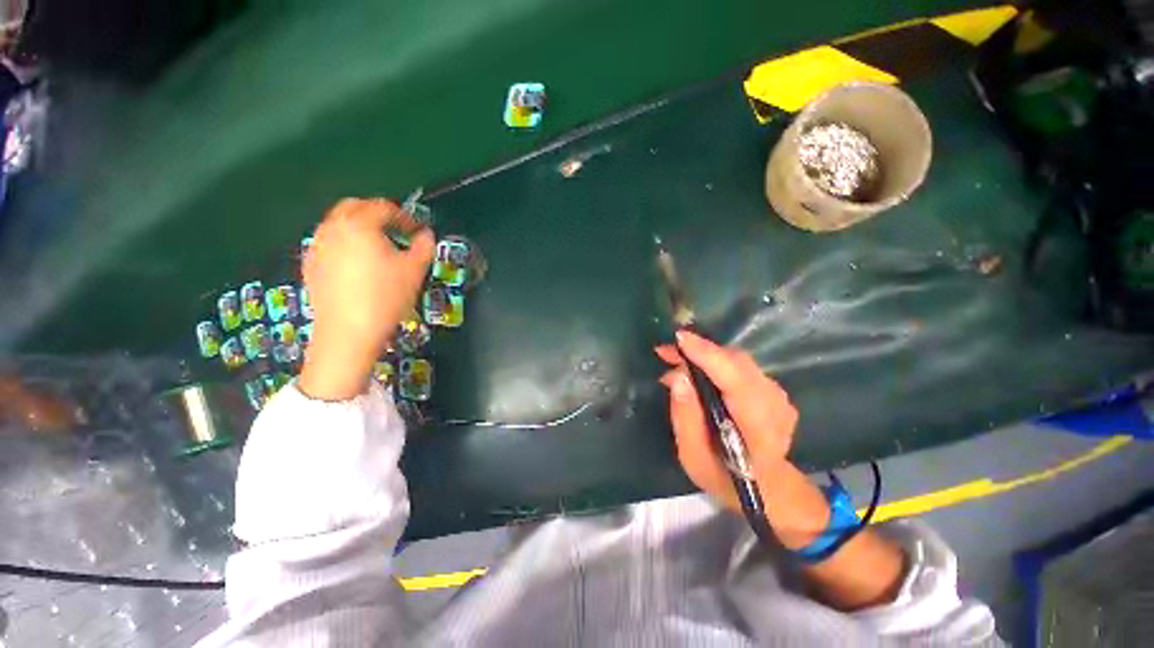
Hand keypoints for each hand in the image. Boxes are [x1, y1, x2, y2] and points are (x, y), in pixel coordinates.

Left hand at [299, 198, 433, 400]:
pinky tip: (356, 264)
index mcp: (359, 225)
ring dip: (358, 227)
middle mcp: (333, 228)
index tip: (417, 230)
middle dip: (376, 213)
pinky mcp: (310, 266)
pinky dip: (344, 244)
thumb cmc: (386, 297)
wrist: (348, 332)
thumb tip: (426, 235)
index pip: (383, 207)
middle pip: (353, 207)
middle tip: (395, 230)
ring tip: (377, 247)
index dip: (404, 216)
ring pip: (337, 224)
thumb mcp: (415, 271)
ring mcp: (317, 247)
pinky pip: (328, 243)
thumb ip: (424, 247)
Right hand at [657, 331, 907, 608]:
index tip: (678, 339)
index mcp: (759, 428)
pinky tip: (695, 370)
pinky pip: (740, 366)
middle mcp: (775, 405)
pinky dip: (715, 362)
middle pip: (736, 362)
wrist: (769, 489)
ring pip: (737, 361)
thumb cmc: (726, 479)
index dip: (707, 354)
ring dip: (704, 355)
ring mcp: (779, 396)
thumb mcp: (693, 457)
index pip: (735, 379)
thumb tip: (677, 376)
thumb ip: (685, 417)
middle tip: (666, 352)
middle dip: (698, 351)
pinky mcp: (773, 390)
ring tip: (674, 360)